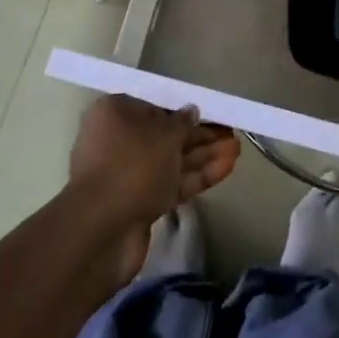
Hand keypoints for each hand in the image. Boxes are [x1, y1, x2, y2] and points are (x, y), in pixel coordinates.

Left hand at [68, 95, 239, 277]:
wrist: (102, 232)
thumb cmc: (132, 167)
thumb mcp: (164, 137)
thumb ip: (182, 122)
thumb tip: (191, 111)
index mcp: (113, 114)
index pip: (153, 105)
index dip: (183, 108)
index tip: (209, 110)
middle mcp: (117, 141)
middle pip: (164, 134)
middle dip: (199, 135)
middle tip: (230, 131)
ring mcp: (128, 175)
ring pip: (171, 161)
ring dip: (204, 155)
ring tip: (236, 149)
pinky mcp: (139, 203)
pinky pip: (171, 183)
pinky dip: (197, 176)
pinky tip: (227, 167)